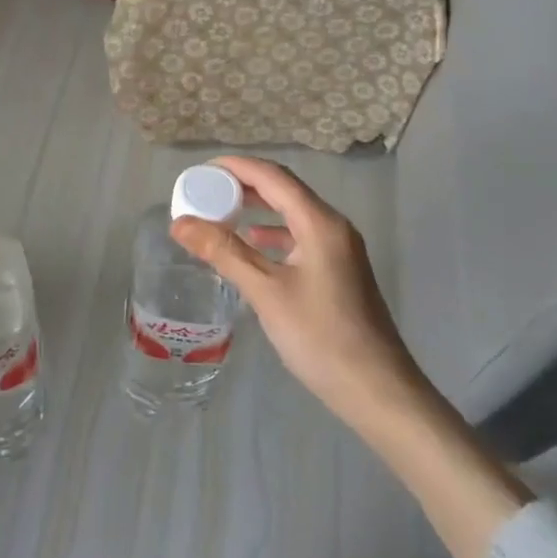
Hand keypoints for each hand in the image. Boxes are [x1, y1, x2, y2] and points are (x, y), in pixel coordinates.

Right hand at [172, 156, 530, 557]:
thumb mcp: (266, 292)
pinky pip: (299, 237)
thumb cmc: (320, 337)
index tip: (199, 171)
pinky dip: (271, 235)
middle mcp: (333, 227)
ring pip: (292, 214)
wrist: (377, 389)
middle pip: (284, 191)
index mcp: (320, 223)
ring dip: (257, 210)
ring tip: (220, 214)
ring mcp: (340, 249)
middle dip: (243, 187)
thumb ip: (223, 252)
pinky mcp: (339, 271)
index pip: (273, 177)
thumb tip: (180, 223)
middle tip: (204, 192)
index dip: (235, 168)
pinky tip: (252, 247)